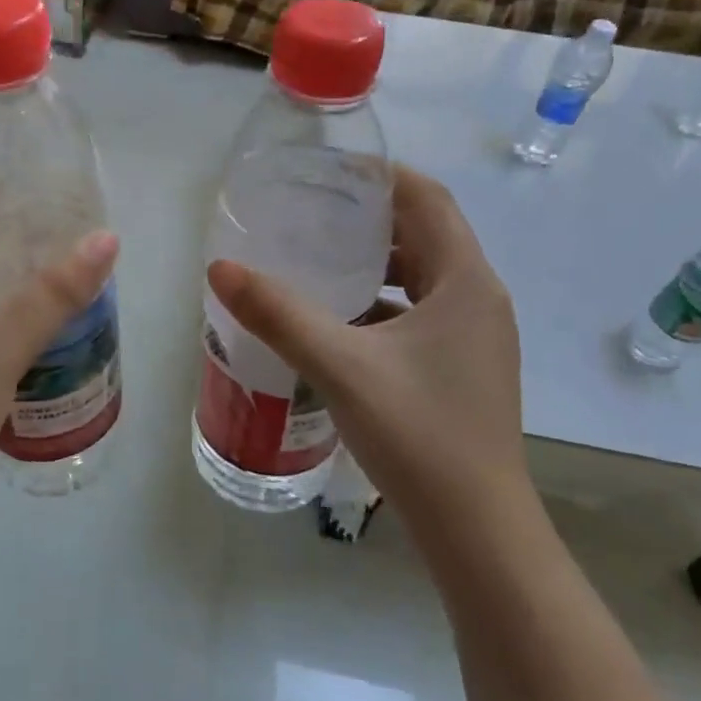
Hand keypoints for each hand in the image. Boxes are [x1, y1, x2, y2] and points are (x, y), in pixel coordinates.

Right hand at [206, 164, 526, 524]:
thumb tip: (220, 268)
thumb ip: (278, 313)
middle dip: (371, 215)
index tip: (329, 169)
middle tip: (312, 209)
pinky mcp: (464, 366)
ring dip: (377, 260)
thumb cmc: (418, 435)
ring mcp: (476, 336)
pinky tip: (339, 318)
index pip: (427, 198)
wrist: (478, 532)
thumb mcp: (340, 366)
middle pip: (426, 232)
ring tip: (319, 255)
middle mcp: (480, 298)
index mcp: (465, 281)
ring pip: (424, 275)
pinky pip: (422, 311)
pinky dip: (384, 301)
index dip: (380, 175)